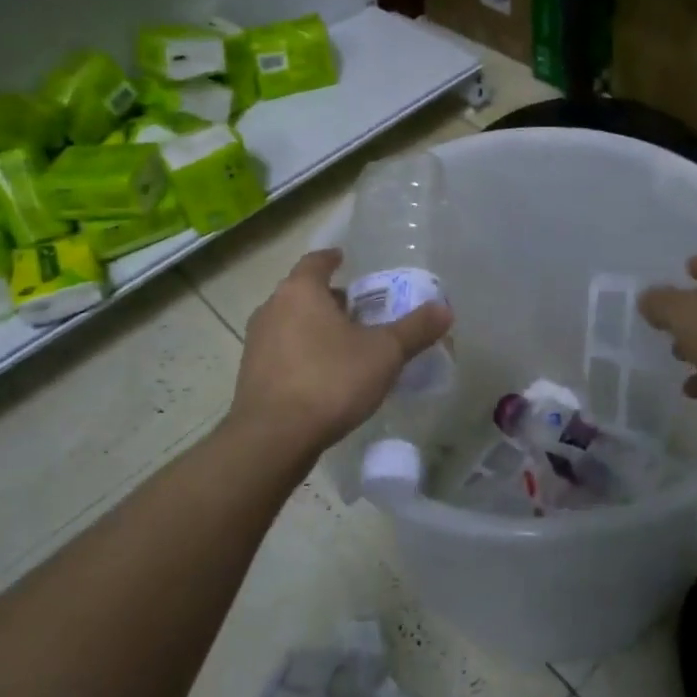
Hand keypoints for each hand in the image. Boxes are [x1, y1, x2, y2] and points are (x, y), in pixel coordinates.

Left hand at [227, 249, 452, 459]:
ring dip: (315, 328)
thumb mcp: (384, 353)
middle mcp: (272, 309)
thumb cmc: (330, 380)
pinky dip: (303, 354)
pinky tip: (325, 376)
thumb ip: (415, 329)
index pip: (316, 261)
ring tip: (346, 344)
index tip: (346, 260)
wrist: (273, 438)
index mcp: (300, 291)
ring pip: (291, 323)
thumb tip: (445, 309)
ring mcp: (256, 343)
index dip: (332, 259)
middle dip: (330, 299)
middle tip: (360, 310)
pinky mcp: (251, 375)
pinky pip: (283, 352)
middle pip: (303, 293)